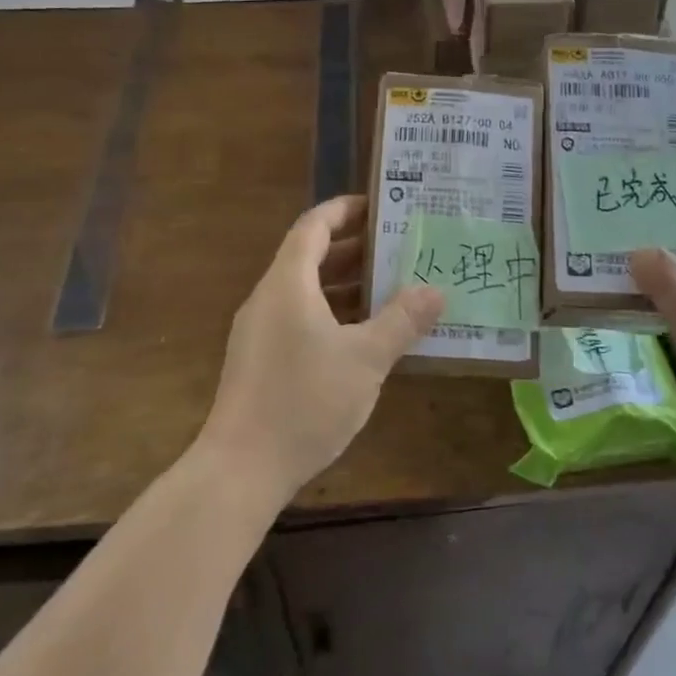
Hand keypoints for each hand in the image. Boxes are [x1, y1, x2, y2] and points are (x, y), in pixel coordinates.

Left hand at [198, 195, 443, 504]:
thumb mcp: (365, 360)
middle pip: (310, 257)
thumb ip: (401, 321)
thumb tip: (435, 290)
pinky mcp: (261, 360)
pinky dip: (333, 314)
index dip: (344, 210)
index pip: (314, 227)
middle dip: (354, 249)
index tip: (379, 205)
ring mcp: (261, 331)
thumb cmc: (304, 402)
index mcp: (288, 284)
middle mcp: (269, 299)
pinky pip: (301, 319)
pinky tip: (365, 336)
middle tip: (399, 246)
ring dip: (346, 285)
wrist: (240, 470)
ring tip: (392, 286)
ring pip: (307, 292)